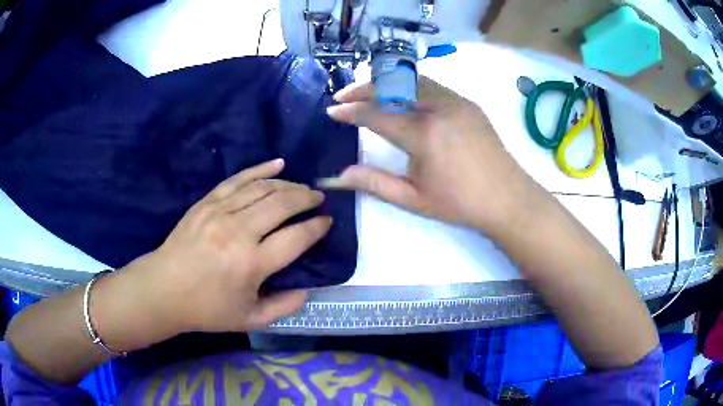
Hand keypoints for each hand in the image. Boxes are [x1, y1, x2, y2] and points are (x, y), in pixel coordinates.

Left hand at [115, 159, 330, 338]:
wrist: (164, 289)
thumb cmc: (207, 309)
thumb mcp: (250, 320)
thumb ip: (284, 307)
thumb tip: (306, 289)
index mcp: (252, 264)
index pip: (296, 238)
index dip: (317, 227)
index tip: (327, 221)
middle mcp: (239, 232)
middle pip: (282, 204)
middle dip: (307, 198)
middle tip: (319, 199)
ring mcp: (220, 212)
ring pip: (263, 188)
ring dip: (288, 184)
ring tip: (301, 187)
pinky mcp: (206, 202)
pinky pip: (238, 179)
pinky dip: (260, 169)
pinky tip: (278, 163)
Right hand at [324, 76, 534, 235]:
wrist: (507, 198)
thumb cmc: (459, 203)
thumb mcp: (413, 198)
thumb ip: (373, 183)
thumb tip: (337, 176)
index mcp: (424, 134)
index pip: (376, 114)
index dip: (350, 111)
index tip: (332, 110)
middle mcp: (439, 108)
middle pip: (393, 85)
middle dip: (364, 88)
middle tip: (345, 96)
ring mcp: (457, 101)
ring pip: (413, 80)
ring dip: (387, 84)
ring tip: (370, 94)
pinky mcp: (468, 103)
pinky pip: (432, 86)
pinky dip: (410, 87)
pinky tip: (403, 99)